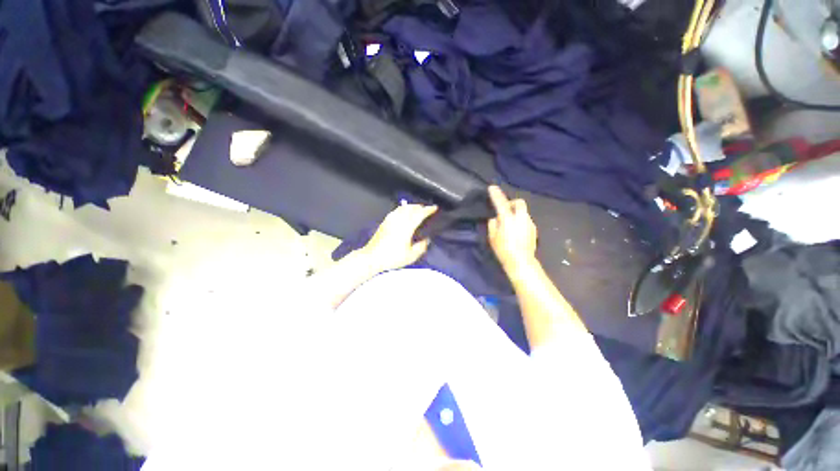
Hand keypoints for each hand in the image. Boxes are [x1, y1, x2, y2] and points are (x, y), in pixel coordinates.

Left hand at [361, 203, 437, 272]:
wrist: (372, 257)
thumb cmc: (392, 257)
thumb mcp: (411, 256)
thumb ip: (421, 247)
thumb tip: (426, 240)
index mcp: (407, 227)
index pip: (420, 214)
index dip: (428, 210)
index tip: (434, 208)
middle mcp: (399, 220)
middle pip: (411, 208)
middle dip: (420, 207)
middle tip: (427, 209)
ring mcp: (390, 220)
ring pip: (403, 208)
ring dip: (412, 207)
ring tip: (417, 209)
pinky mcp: (385, 222)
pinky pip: (396, 211)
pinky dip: (403, 209)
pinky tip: (403, 212)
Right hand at [487, 186, 537, 273]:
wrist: (521, 262)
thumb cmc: (503, 250)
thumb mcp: (492, 237)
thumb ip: (493, 224)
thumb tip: (495, 218)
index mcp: (508, 219)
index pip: (501, 202)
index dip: (496, 194)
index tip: (492, 187)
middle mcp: (521, 218)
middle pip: (519, 202)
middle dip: (511, 203)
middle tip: (504, 210)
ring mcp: (529, 223)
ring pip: (523, 212)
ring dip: (515, 213)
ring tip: (509, 224)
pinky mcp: (533, 229)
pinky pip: (525, 220)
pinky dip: (520, 221)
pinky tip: (515, 231)